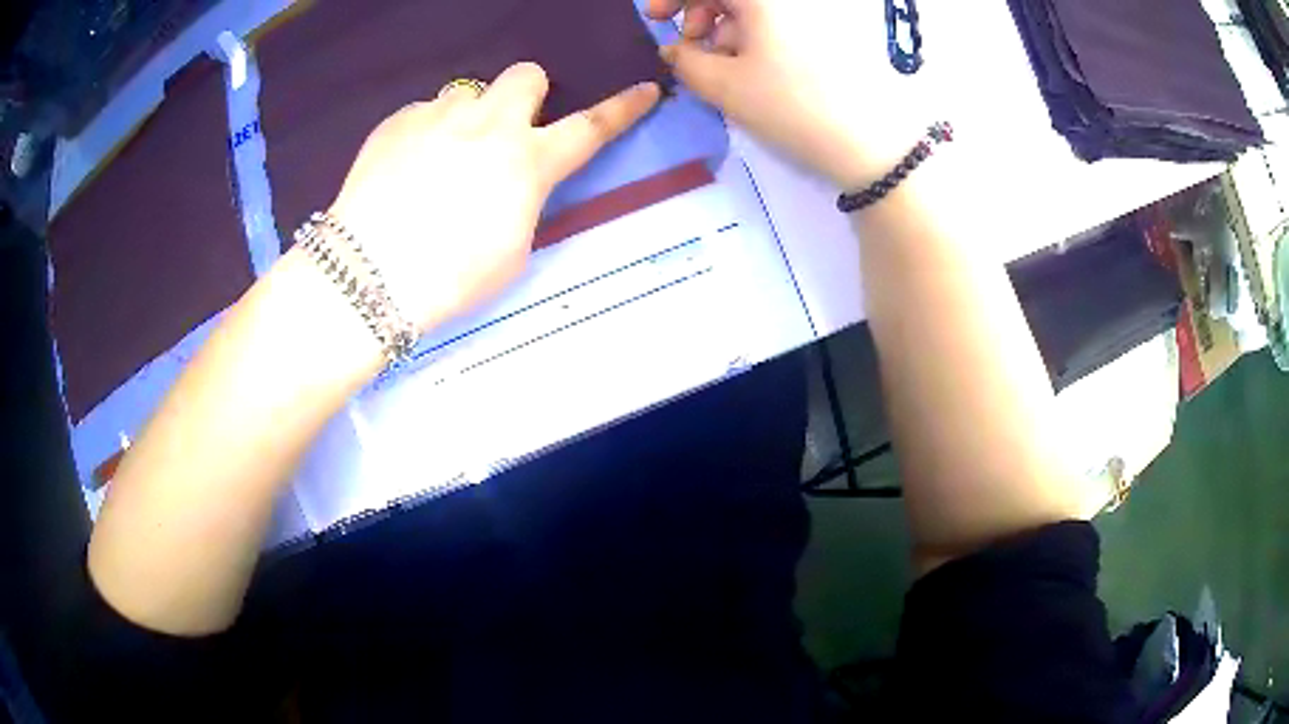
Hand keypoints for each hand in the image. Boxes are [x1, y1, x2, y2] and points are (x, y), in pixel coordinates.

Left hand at [329, 62, 659, 332]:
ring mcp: (439, 116)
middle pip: (526, 74)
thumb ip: (523, 201)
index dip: (623, 108)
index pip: (591, 127)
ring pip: (468, 93)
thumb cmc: (449, 278)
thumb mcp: (511, 252)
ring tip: (440, 158)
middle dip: (526, 94)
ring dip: (468, 116)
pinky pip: (424, 112)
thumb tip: (511, 179)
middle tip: (504, 129)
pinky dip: (425, 133)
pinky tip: (403, 169)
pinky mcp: (397, 121)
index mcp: (528, 162)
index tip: (645, 89)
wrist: (367, 277)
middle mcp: (489, 124)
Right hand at [648, 0, 935, 187]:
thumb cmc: (792, 106)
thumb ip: (685, 61)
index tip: (656, 19)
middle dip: (701, 12)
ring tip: (727, 70)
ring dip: (728, 30)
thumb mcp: (725, 86)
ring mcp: (815, 15)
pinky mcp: (830, 36)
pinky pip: (780, 24)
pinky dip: (757, 40)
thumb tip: (675, 49)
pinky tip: (757, 72)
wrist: (873, 144)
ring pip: (755, 10)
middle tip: (694, 47)